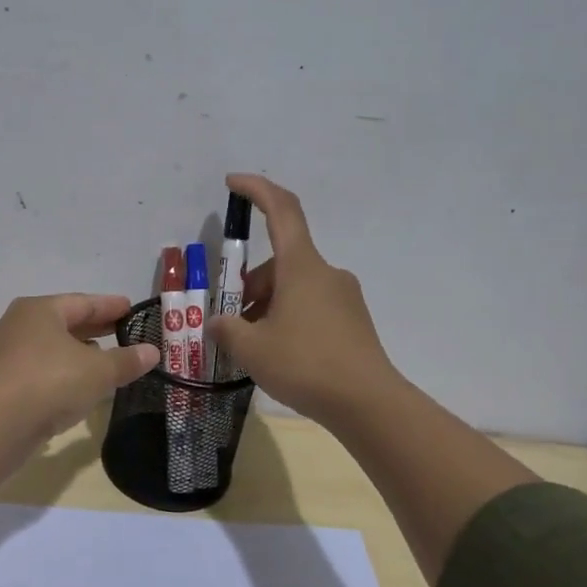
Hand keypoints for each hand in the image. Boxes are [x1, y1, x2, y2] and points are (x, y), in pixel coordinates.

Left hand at [0, 293, 159, 439]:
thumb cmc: (51, 382)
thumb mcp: (99, 371)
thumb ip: (126, 361)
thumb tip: (152, 352)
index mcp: (39, 310)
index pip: (82, 302)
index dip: (109, 306)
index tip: (130, 308)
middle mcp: (15, 325)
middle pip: (62, 323)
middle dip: (92, 328)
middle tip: (119, 331)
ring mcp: (1, 355)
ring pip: (46, 348)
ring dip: (73, 352)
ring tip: (100, 359)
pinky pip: (35, 371)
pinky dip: (57, 373)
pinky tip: (73, 386)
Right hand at [207, 174, 399, 421]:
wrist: (368, 404)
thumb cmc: (305, 365)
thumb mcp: (252, 349)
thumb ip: (227, 329)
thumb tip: (218, 323)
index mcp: (301, 266)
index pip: (281, 211)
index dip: (257, 189)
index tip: (233, 183)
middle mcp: (326, 273)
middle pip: (280, 261)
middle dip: (250, 284)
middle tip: (230, 320)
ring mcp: (344, 297)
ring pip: (295, 287)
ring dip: (268, 304)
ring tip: (252, 346)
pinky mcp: (353, 321)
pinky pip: (312, 306)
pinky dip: (289, 318)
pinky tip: (279, 353)